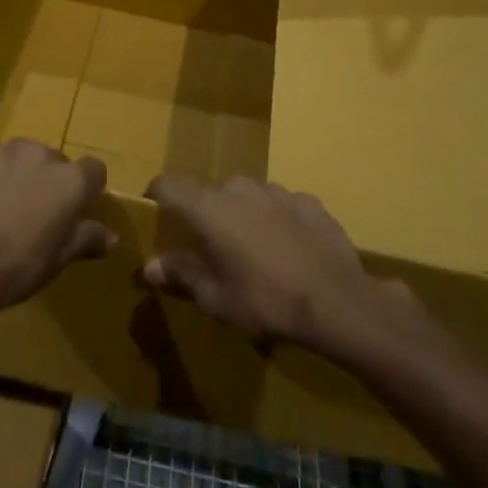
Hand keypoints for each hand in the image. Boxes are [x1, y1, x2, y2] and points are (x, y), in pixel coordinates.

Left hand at [0, 127, 112, 340]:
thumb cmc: (16, 268)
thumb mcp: (58, 261)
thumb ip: (86, 239)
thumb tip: (112, 237)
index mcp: (71, 181)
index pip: (93, 170)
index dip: (85, 189)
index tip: (73, 210)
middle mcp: (40, 155)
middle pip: (52, 160)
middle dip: (46, 180)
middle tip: (31, 211)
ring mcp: (1, 149)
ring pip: (18, 151)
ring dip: (15, 168)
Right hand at [144, 175, 418, 357]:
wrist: (338, 303)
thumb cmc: (265, 301)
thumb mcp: (215, 298)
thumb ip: (181, 275)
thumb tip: (150, 266)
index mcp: (207, 207)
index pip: (168, 184)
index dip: (156, 196)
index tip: (155, 213)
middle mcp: (238, 188)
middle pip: (209, 193)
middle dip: (205, 215)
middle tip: (211, 247)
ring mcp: (277, 191)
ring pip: (246, 197)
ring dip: (242, 216)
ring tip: (253, 251)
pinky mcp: (309, 201)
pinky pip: (280, 206)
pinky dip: (276, 221)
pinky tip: (289, 250)